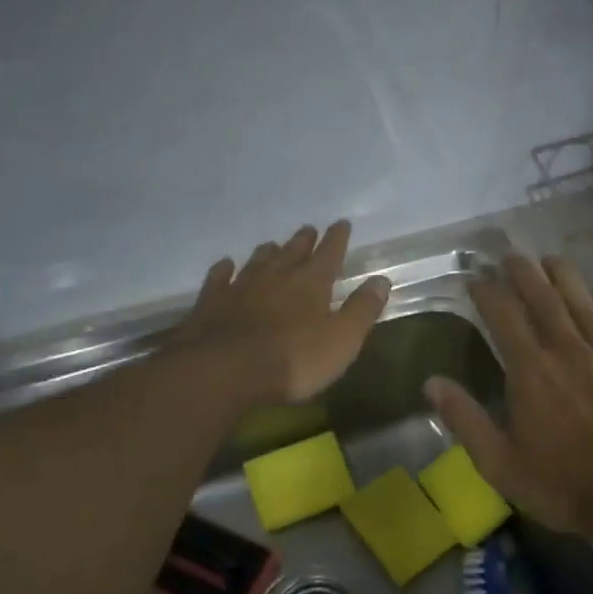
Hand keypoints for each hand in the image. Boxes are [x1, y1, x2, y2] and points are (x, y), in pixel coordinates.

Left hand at [171, 221, 391, 405]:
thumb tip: (381, 280)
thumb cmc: (293, 360)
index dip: (337, 239)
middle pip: (293, 252)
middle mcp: (276, 276)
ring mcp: (240, 287)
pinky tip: (225, 266)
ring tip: (272, 246)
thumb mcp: (341, 341)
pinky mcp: (211, 302)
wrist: (225, 370)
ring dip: (268, 252)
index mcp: (311, 284)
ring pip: (258, 261)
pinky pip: (219, 278)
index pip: (329, 254)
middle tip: (308, 230)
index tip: (341, 223)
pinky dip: (225, 270)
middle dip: (303, 242)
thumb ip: (361, 310)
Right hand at [424, 254, 592, 535]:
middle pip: (543, 300)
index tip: (475, 277)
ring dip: (565, 278)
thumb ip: (465, 419)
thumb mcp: (499, 462)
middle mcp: (567, 352)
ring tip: (551, 258)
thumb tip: (430, 382)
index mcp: (530, 372)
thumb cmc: (560, 483)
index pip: (503, 318)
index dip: (488, 292)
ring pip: (583, 305)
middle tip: (511, 254)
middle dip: (524, 273)